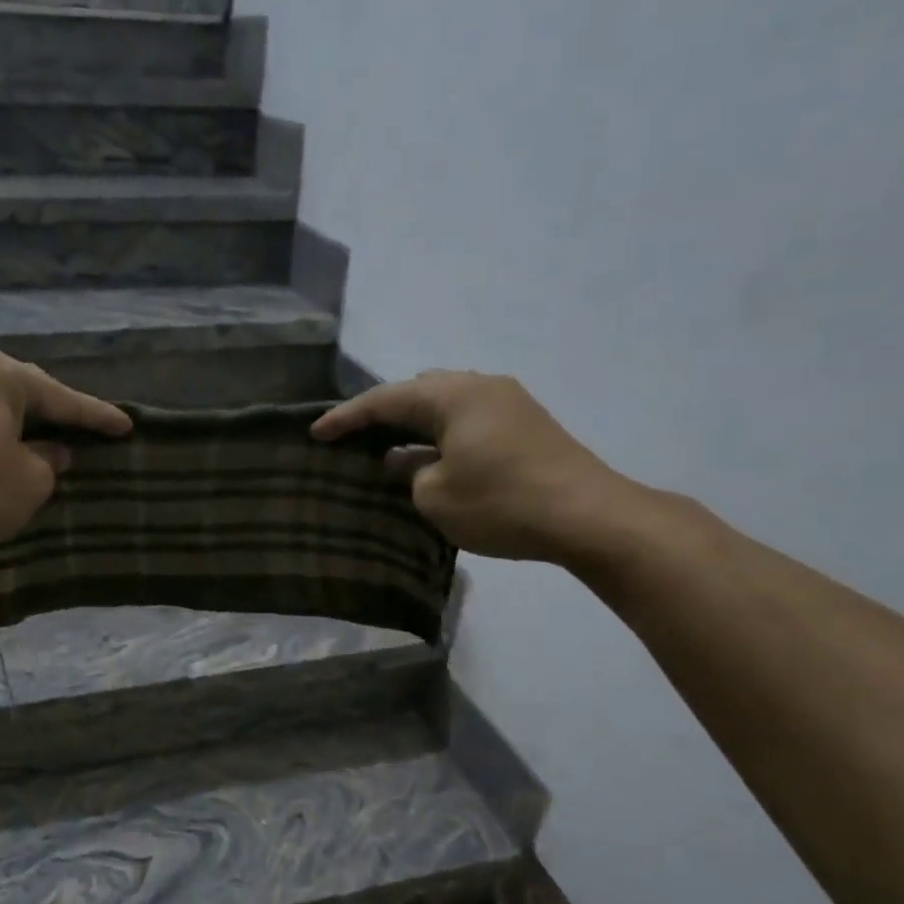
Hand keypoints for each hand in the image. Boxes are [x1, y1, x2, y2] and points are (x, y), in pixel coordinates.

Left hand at [0, 348, 130, 569]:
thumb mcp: (33, 478)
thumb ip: (52, 459)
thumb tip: (52, 453)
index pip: (60, 397)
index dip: (97, 417)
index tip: (127, 426)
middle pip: (29, 395)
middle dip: (61, 416)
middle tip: (96, 432)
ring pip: (4, 412)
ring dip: (33, 429)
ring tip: (66, 443)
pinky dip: (8, 440)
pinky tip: (27, 455)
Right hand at [312, 370, 646, 564]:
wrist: (588, 516)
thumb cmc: (501, 503)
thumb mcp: (436, 497)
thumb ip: (410, 474)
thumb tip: (407, 462)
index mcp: (453, 395)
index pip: (385, 399)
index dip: (346, 417)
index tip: (315, 433)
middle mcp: (481, 387)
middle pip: (418, 392)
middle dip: (384, 414)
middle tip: (355, 438)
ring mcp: (509, 404)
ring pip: (446, 406)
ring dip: (416, 427)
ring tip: (389, 450)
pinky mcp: (526, 426)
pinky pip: (468, 421)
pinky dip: (442, 437)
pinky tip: (432, 461)